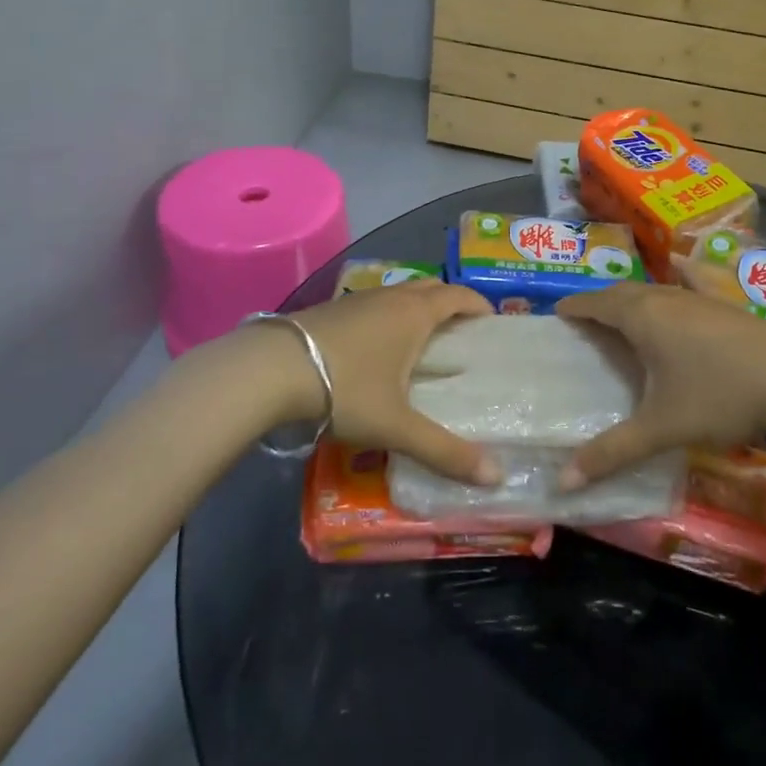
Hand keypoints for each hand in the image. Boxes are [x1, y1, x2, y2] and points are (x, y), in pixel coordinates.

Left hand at [286, 280, 501, 483]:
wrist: (269, 370)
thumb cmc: (346, 389)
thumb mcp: (397, 426)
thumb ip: (444, 451)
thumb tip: (496, 477)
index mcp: (415, 313)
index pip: (458, 296)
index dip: (478, 305)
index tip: (492, 322)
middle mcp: (390, 298)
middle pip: (431, 288)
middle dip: (450, 303)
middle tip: (461, 332)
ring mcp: (357, 300)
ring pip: (399, 294)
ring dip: (417, 308)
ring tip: (421, 342)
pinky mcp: (330, 310)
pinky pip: (373, 305)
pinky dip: (388, 317)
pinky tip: (376, 349)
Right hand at [554, 274, 765, 486]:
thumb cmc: (720, 396)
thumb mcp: (662, 427)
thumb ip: (612, 452)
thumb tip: (563, 482)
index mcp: (642, 316)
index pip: (596, 303)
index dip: (574, 308)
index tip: (556, 314)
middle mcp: (666, 297)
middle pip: (623, 292)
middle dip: (600, 303)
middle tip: (584, 322)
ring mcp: (699, 297)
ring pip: (654, 289)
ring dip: (632, 298)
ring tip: (620, 315)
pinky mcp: (725, 305)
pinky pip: (688, 284)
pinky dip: (674, 280)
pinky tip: (680, 268)